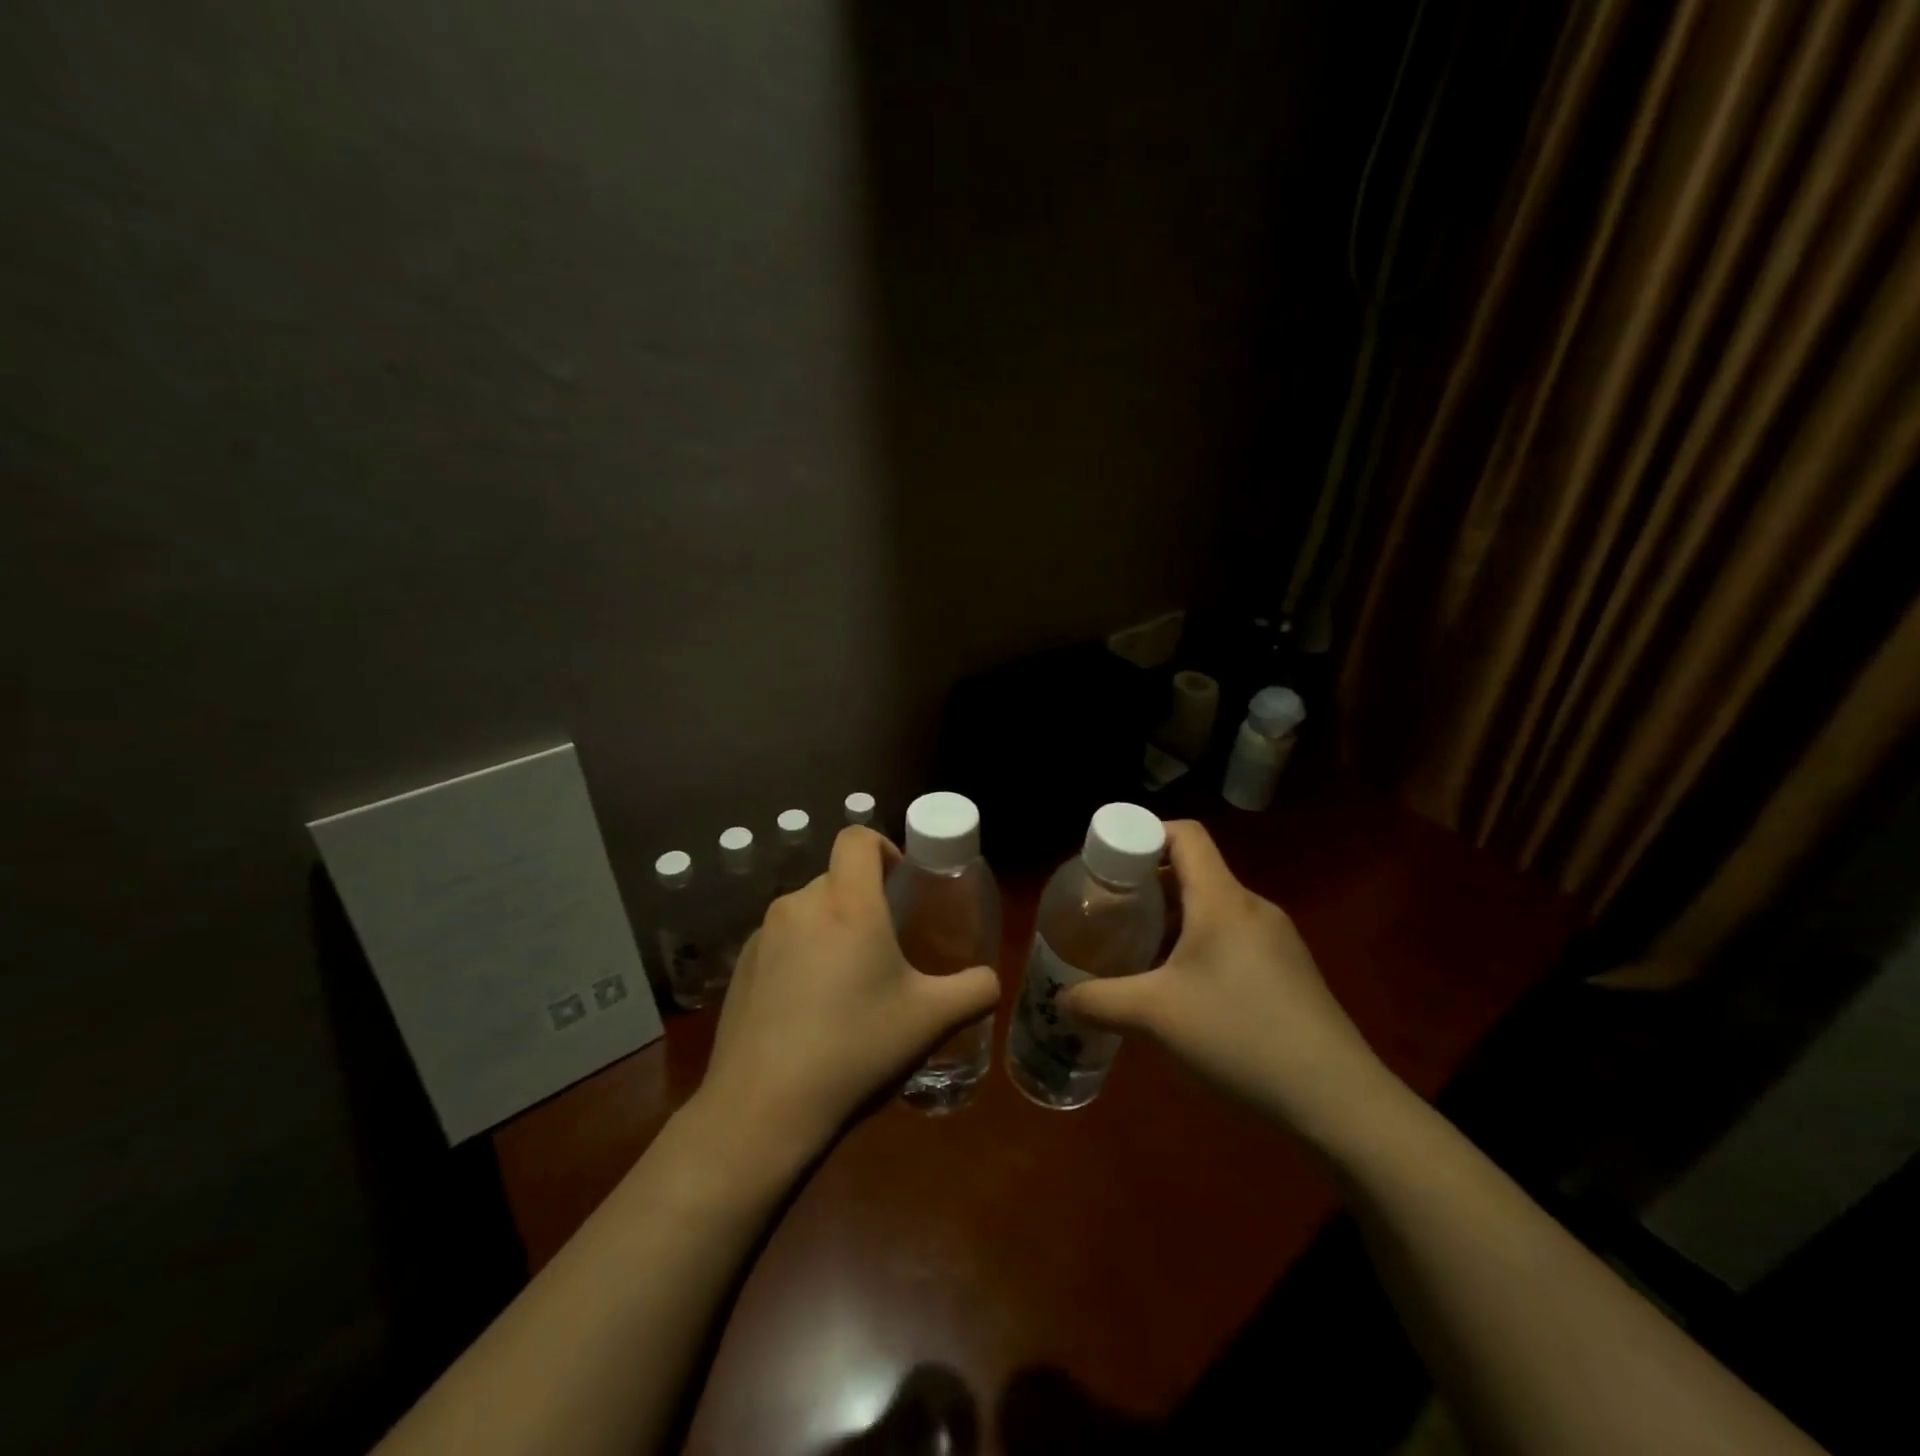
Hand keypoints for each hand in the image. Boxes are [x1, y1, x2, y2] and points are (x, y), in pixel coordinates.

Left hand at [697, 826, 999, 1159]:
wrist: (763, 1108)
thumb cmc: (856, 1049)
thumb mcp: (932, 1021)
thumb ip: (975, 990)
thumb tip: (989, 980)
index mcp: (848, 904)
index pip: (857, 838)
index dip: (883, 846)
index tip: (901, 883)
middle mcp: (801, 906)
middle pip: (836, 878)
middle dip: (863, 900)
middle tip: (886, 947)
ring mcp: (763, 936)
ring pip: (808, 912)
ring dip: (832, 930)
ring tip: (848, 985)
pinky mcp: (740, 967)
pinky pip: (780, 943)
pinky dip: (800, 957)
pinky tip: (808, 1012)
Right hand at [1059, 820, 1388, 1139]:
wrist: (1338, 1099)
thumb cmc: (1239, 1035)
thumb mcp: (1155, 1017)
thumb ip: (1099, 1002)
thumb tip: (1060, 999)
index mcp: (1222, 899)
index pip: (1185, 834)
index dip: (1144, 834)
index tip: (1109, 863)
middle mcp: (1252, 907)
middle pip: (1195, 872)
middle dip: (1148, 887)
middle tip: (1112, 914)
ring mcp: (1278, 940)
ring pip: (1214, 909)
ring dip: (1173, 921)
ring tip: (1140, 955)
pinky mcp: (1291, 972)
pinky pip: (1235, 938)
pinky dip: (1201, 946)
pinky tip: (1185, 992)